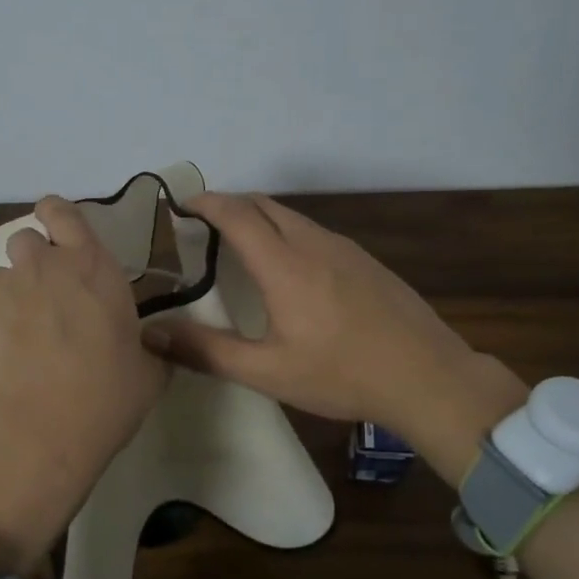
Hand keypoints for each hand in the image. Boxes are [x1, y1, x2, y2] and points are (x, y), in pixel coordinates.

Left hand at [0, 196, 165, 574]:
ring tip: (18, 341)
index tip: (57, 228)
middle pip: (26, 241)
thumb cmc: (102, 399)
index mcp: (91, 267)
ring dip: (9, 298)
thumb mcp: (147, 375)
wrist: (30, 435)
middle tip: (46, 299)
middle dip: (34, 262)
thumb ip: (150, 349)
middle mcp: (40, 267)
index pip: (64, 212)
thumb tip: (151, 346)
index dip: (57, 215)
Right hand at [141, 192, 527, 484]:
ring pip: (292, 216)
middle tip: (203, 226)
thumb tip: (151, 334)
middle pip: (264, 204)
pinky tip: (289, 268)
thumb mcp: (268, 372)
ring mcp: (344, 248)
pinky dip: (287, 232)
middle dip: (229, 204)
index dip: (205, 203)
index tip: (180, 206)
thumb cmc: (341, 374)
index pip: (236, 213)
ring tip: (240, 244)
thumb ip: (207, 351)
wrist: (427, 376)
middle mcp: (313, 243)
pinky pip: (314, 231)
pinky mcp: (365, 260)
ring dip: (259, 217)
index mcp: (284, 264)